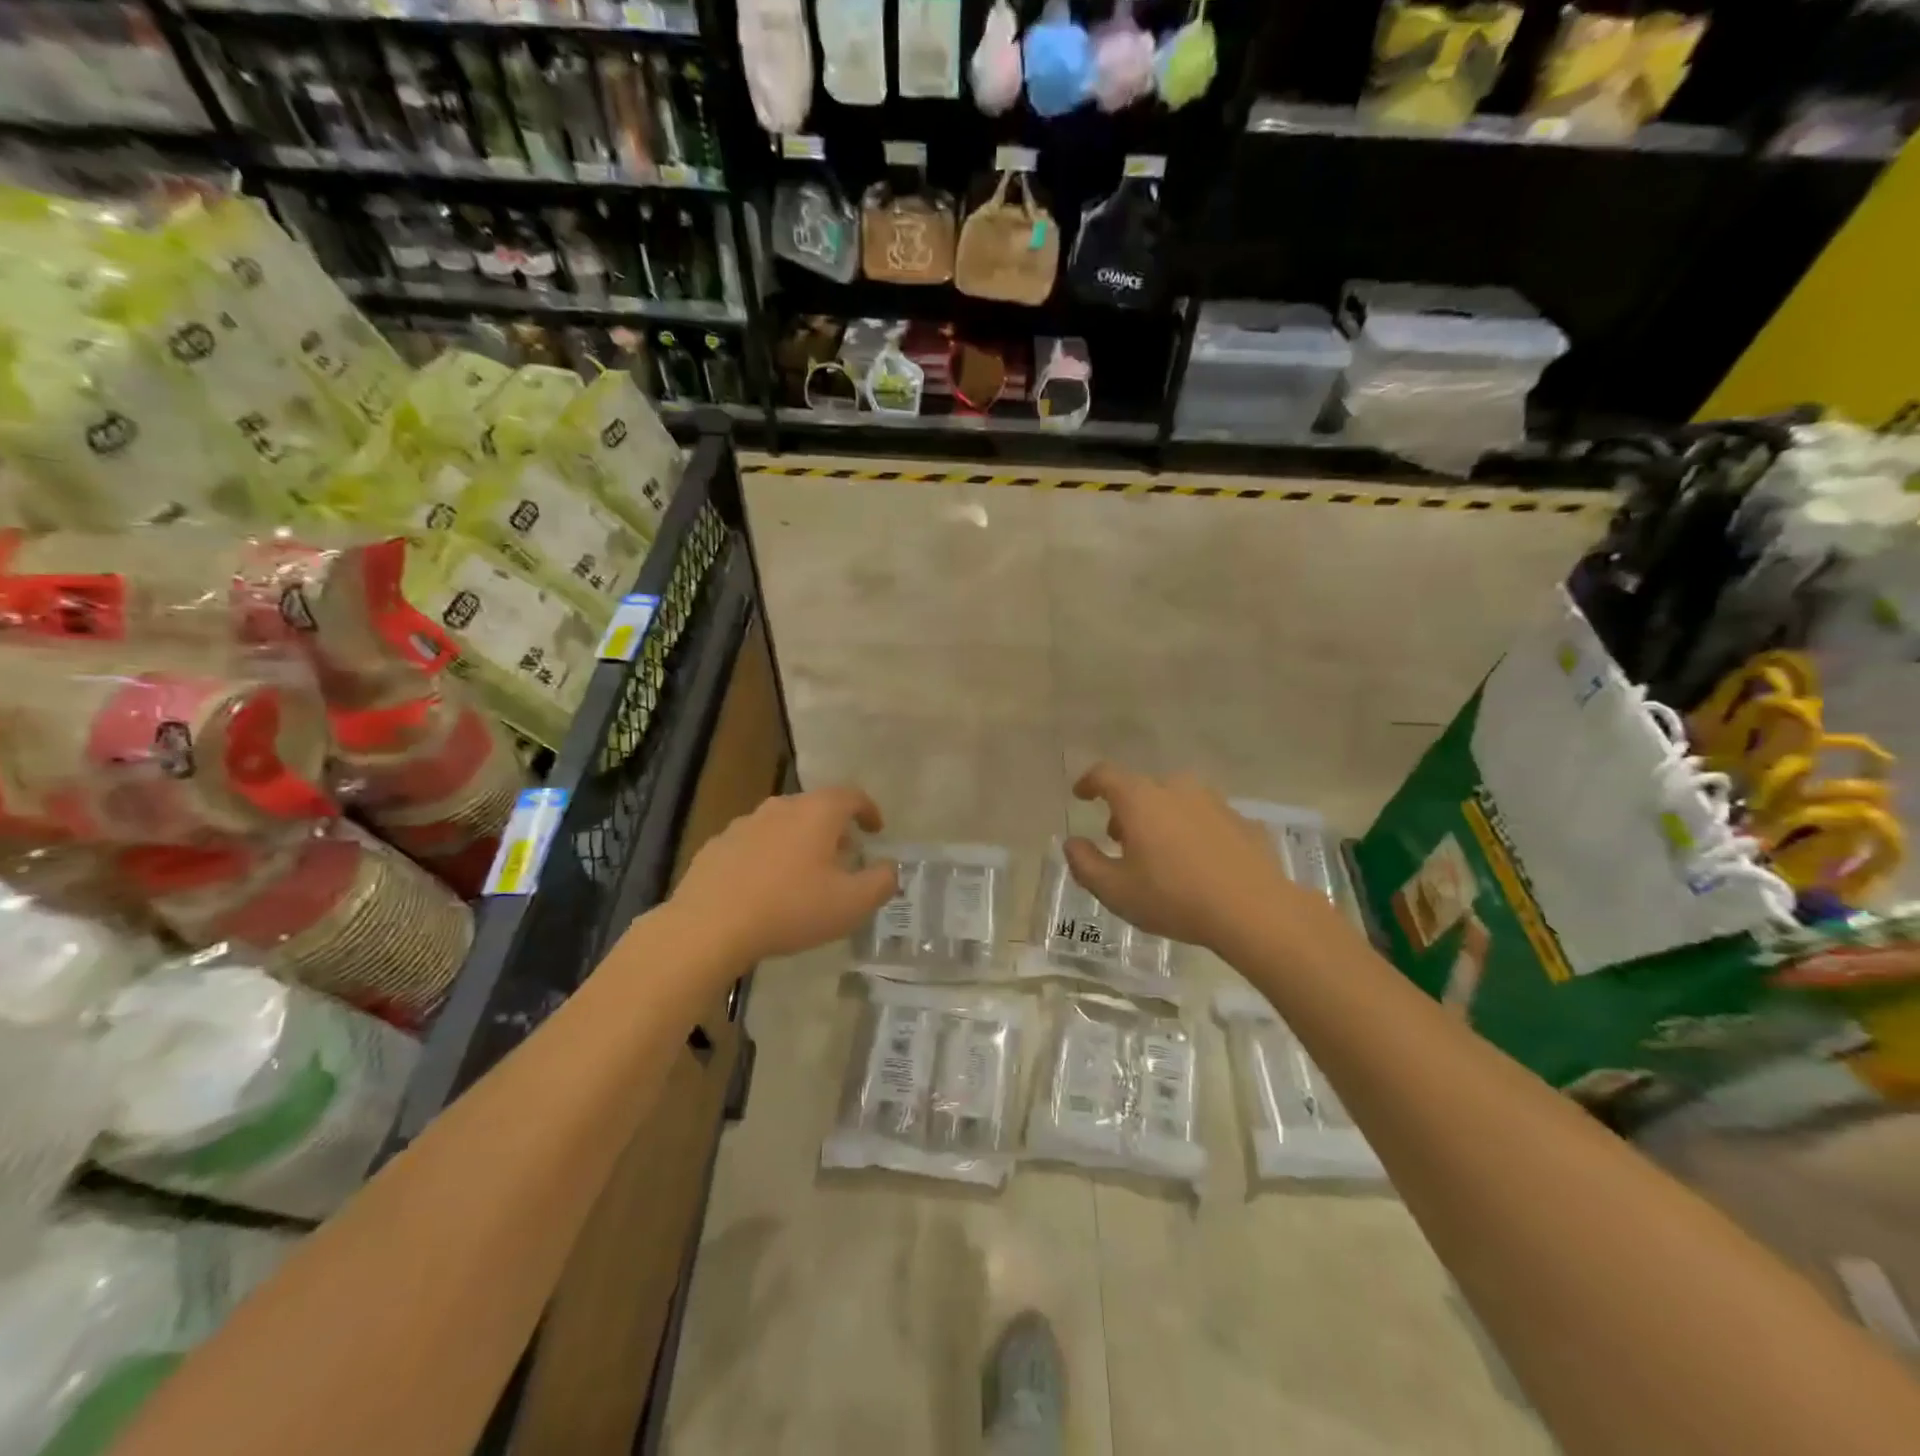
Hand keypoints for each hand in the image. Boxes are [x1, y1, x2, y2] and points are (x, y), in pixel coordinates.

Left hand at [671, 786, 897, 966]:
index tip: (876, 830)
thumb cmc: (790, 908)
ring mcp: (744, 824)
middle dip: (834, 829)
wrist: (708, 926)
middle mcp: (781, 807)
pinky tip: (766, 888)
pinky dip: (768, 857)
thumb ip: (881, 882)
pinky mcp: (716, 846)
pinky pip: (754, 844)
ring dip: (800, 842)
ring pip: (783, 824)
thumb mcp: (851, 904)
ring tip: (805, 874)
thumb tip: (889, 869)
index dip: (869, 810)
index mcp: (817, 813)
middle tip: (845, 856)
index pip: (851, 796)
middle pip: (815, 807)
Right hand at [1063, 763, 1333, 954]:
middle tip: (1119, 839)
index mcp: (1140, 799)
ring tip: (1160, 852)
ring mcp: (1214, 802)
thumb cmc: (1174, 898)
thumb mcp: (1115, 890)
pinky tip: (1198, 863)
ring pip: (1176, 800)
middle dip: (1125, 809)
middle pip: (1142, 788)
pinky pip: (1206, 819)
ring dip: (1161, 818)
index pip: (1105, 775)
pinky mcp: (1242, 821)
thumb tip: (1071, 843)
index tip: (1080, 795)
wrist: (1254, 911)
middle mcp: (1176, 789)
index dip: (1088, 782)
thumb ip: (1085, 863)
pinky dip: (1193, 832)